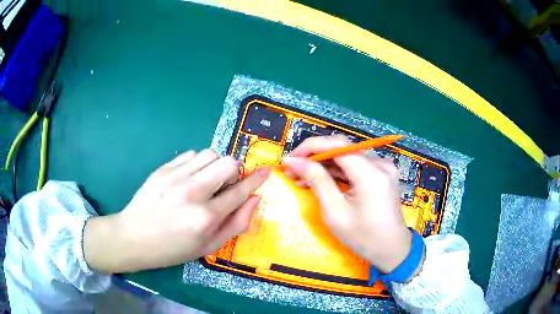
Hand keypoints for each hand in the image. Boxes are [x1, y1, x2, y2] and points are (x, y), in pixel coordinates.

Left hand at [84, 149, 269, 272]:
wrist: (134, 237)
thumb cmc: (174, 248)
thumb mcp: (209, 246)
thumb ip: (236, 223)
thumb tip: (255, 198)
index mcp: (206, 217)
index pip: (240, 190)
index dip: (256, 179)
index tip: (266, 170)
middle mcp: (193, 192)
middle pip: (227, 162)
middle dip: (234, 171)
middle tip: (225, 185)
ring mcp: (175, 177)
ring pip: (210, 153)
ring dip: (215, 165)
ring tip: (206, 181)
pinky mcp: (163, 169)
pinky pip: (190, 154)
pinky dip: (197, 164)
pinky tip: (188, 178)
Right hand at [283, 136, 411, 273]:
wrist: (391, 249)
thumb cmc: (363, 237)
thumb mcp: (335, 212)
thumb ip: (317, 181)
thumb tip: (293, 161)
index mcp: (371, 174)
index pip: (338, 145)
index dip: (311, 147)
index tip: (290, 159)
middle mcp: (380, 164)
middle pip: (342, 149)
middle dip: (314, 157)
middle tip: (292, 171)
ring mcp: (383, 168)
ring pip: (347, 157)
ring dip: (323, 165)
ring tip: (301, 177)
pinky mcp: (381, 174)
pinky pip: (355, 166)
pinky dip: (337, 171)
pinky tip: (320, 180)